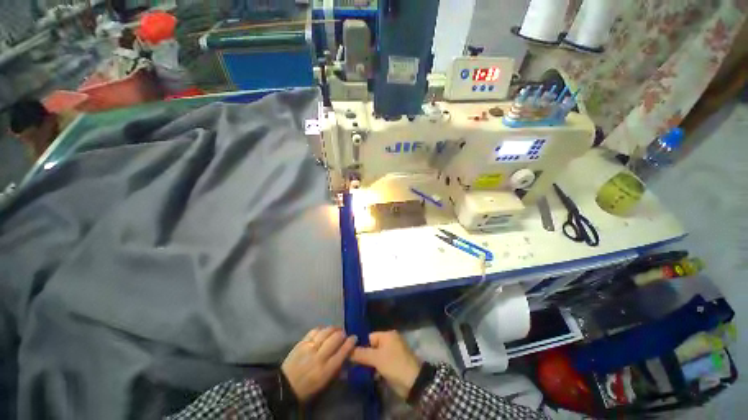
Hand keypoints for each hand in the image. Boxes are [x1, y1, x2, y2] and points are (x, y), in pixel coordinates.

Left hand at [281, 327, 356, 402]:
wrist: (285, 386)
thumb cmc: (309, 387)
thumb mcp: (326, 382)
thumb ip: (337, 366)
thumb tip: (347, 353)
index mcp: (326, 370)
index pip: (343, 351)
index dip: (351, 342)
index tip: (354, 338)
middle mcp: (319, 357)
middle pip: (335, 338)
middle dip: (342, 334)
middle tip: (344, 334)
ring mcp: (309, 348)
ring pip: (326, 331)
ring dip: (334, 329)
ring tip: (336, 330)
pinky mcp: (301, 342)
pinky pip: (315, 330)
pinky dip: (322, 328)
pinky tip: (325, 330)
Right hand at [350, 331, 421, 398]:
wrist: (413, 382)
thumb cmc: (394, 364)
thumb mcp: (376, 358)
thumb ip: (361, 353)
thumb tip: (347, 350)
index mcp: (388, 335)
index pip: (369, 337)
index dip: (361, 346)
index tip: (352, 356)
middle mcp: (390, 341)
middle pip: (372, 347)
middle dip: (365, 356)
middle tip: (354, 365)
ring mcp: (393, 353)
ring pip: (376, 356)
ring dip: (370, 364)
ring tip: (360, 371)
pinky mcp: (394, 363)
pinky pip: (381, 363)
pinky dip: (376, 368)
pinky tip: (370, 375)